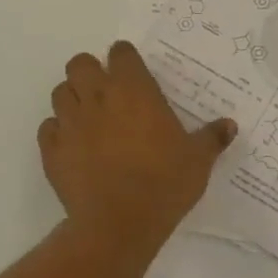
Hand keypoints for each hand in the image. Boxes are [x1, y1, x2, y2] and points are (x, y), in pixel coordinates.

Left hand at [39, 41, 236, 253]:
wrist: (118, 224)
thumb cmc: (163, 184)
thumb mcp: (198, 161)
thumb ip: (212, 138)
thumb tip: (230, 125)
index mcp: (133, 90)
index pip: (121, 52)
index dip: (125, 58)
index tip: (133, 72)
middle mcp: (98, 97)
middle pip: (80, 64)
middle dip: (90, 71)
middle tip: (106, 92)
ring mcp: (70, 122)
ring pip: (60, 92)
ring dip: (72, 98)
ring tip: (88, 118)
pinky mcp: (52, 150)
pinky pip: (48, 128)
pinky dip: (57, 132)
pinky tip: (72, 146)